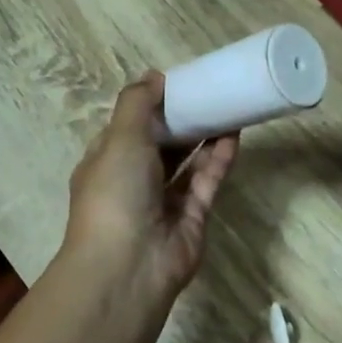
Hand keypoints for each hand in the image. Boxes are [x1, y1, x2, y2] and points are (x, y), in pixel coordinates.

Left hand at [63, 74, 236, 302]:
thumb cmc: (115, 194)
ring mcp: (164, 202)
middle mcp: (134, 181)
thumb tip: (154, 76)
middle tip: (210, 92)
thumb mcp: (119, 138)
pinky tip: (234, 135)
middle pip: (162, 144)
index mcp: (107, 162)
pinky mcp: (193, 217)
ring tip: (228, 106)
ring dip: (205, 137)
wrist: (129, 265)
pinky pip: (207, 181)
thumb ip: (137, 104)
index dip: (151, 106)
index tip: (177, 84)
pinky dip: (219, 159)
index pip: (128, 128)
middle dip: (183, 120)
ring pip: (188, 163)